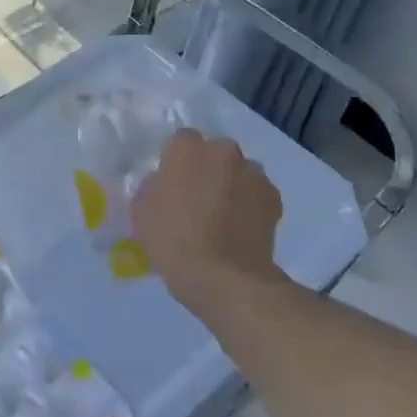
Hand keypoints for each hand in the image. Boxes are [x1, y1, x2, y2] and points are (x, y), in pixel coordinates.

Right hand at [132, 130, 287, 313]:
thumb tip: (166, 183)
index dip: (176, 160)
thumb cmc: (173, 239)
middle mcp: (224, 151)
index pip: (180, 140)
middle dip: (207, 168)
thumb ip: (155, 185)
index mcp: (187, 148)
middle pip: (214, 152)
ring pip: (239, 172)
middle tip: (196, 198)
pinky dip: (250, 204)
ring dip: (231, 184)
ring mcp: (253, 174)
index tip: (171, 182)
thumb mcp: (141, 209)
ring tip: (222, 216)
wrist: (223, 276)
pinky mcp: (274, 198)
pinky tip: (240, 228)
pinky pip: (257, 194)